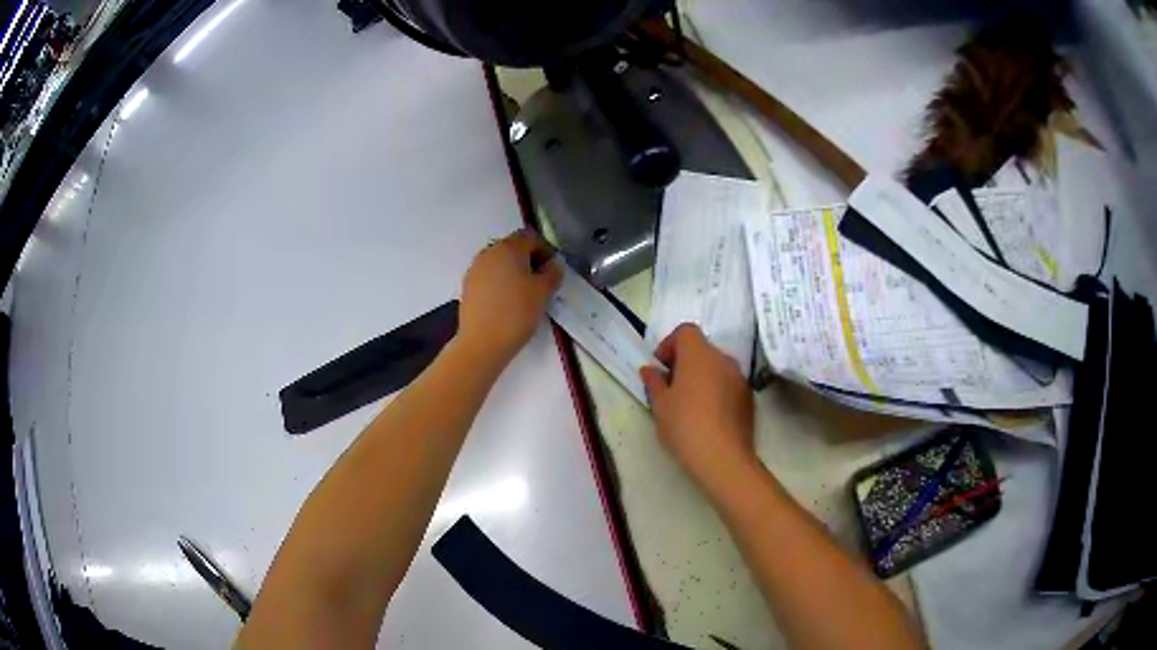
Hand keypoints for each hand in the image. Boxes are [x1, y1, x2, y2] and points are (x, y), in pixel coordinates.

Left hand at [457, 229, 561, 365]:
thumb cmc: (517, 313)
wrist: (482, 342)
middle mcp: (489, 252)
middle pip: (513, 247)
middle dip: (528, 259)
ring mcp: (475, 268)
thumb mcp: (543, 293)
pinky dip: (500, 281)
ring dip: (513, 270)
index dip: (545, 251)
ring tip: (523, 293)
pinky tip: (506, 301)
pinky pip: (489, 275)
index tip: (552, 270)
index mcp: (509, 248)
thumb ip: (552, 274)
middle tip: (540, 281)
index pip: (531, 238)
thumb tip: (553, 265)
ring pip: (500, 262)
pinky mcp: (468, 285)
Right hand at [640, 324, 755, 492]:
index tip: (661, 368)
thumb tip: (650, 370)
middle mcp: (723, 359)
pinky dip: (717, 390)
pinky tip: (708, 416)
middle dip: (685, 362)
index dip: (670, 344)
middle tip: (671, 387)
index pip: (685, 331)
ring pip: (717, 367)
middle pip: (702, 348)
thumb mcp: (660, 405)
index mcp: (699, 354)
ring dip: (702, 376)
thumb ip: (654, 382)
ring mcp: (740, 377)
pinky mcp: (749, 397)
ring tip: (690, 404)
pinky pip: (728, 384)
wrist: (723, 458)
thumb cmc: (685, 426)